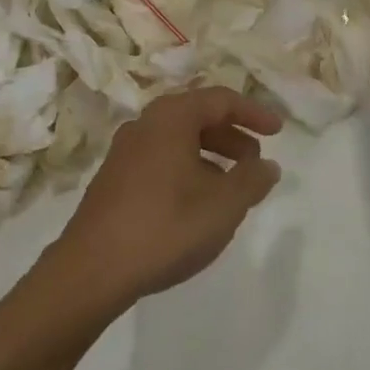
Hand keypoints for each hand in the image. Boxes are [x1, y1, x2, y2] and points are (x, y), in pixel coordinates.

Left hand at [50, 87, 283, 314]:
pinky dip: (188, 168)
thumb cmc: (166, 226)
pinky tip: (197, 202)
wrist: (91, 269)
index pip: (221, 99)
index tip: (277, 132)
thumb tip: (268, 165)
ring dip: (211, 154)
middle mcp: (146, 123)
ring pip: (178, 139)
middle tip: (256, 162)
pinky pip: (161, 158)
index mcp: (172, 117)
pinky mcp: (114, 178)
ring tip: (232, 186)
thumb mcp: (223, 205)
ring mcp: (125, 150)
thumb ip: (252, 180)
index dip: (254, 113)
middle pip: (198, 116)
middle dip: (232, 135)